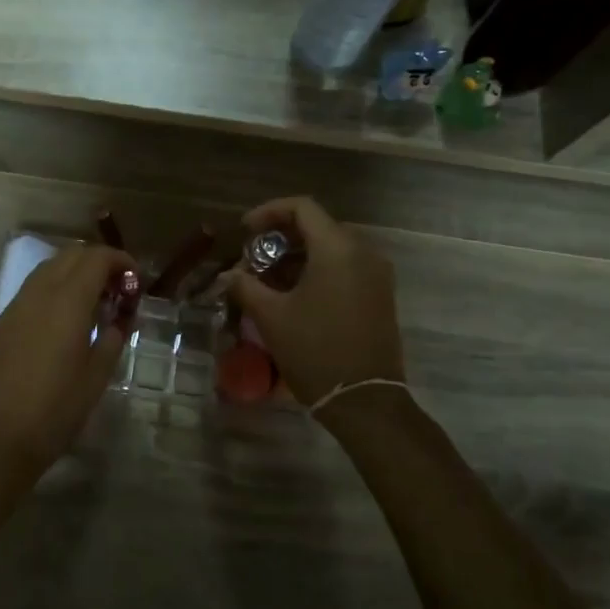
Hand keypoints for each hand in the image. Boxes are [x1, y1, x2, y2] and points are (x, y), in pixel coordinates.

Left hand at [0, 243, 133, 474]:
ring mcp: (16, 306)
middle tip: (117, 289)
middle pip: (71, 255)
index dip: (120, 261)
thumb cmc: (56, 411)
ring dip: (74, 272)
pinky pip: (32, 289)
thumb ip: (113, 336)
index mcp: (67, 303)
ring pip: (48, 268)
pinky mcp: (2, 322)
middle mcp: (39, 294)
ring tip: (93, 302)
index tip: (135, 280)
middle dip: (98, 262)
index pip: (96, 258)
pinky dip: (54, 288)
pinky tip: (64, 319)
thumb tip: (121, 317)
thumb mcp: (97, 376)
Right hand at [224, 197, 405, 409]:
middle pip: (318, 225)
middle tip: (254, 256)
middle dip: (282, 236)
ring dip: (299, 255)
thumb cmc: (315, 351)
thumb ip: (246, 286)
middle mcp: (363, 252)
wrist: (364, 400)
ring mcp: (377, 274)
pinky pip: (347, 267)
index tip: (244, 230)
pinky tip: (295, 293)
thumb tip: (228, 275)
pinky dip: (319, 270)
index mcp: (337, 249)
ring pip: (333, 247)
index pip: (302, 208)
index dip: (269, 211)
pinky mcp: (380, 295)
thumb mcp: (271, 316)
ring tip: (269, 277)